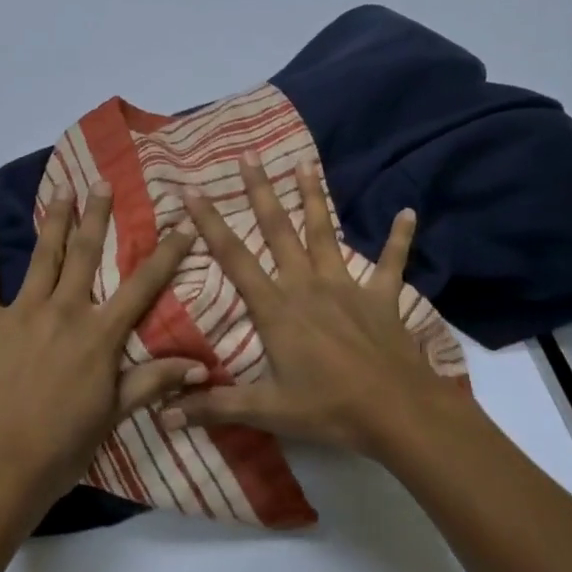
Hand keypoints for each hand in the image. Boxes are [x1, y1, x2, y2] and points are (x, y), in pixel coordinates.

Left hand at [0, 182, 202, 521]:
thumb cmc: (60, 449)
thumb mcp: (113, 416)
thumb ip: (154, 382)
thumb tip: (204, 366)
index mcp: (100, 335)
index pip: (143, 285)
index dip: (166, 253)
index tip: (182, 223)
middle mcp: (65, 311)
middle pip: (86, 254)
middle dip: (98, 216)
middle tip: (104, 183)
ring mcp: (21, 311)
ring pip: (44, 255)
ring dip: (55, 219)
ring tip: (62, 188)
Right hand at [160, 154, 448, 457]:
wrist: (397, 413)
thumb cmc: (328, 409)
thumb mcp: (267, 410)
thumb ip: (215, 407)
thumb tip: (163, 414)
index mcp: (276, 308)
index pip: (234, 258)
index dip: (211, 223)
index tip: (191, 191)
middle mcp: (307, 285)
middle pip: (279, 230)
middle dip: (261, 192)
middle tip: (249, 156)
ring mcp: (346, 287)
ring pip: (326, 233)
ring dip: (315, 197)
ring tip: (305, 163)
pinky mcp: (380, 297)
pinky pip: (390, 262)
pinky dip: (399, 238)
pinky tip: (408, 212)